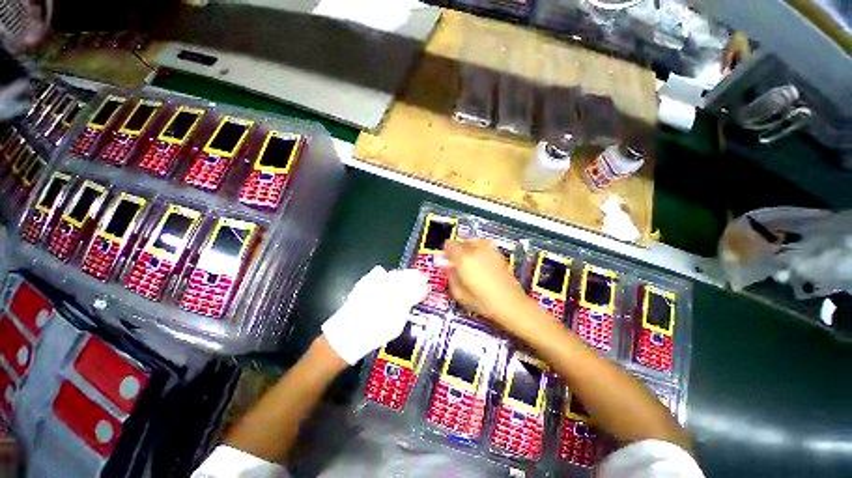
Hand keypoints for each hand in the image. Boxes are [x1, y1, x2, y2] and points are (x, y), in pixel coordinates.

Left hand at [321, 266, 427, 364]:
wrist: (348, 332)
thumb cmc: (375, 334)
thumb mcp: (397, 326)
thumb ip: (406, 310)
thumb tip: (412, 301)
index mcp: (402, 300)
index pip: (418, 290)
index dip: (424, 288)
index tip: (427, 288)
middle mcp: (392, 288)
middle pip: (409, 276)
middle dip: (417, 276)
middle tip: (422, 277)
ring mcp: (379, 282)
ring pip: (396, 273)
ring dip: (404, 274)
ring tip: (408, 277)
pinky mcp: (367, 280)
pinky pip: (380, 272)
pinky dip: (386, 274)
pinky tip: (387, 279)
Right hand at [444, 239, 528, 324]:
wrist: (510, 303)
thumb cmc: (483, 301)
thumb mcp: (459, 294)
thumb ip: (450, 276)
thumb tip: (447, 266)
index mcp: (463, 259)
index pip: (449, 244)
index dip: (446, 252)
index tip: (446, 259)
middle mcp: (475, 250)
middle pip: (460, 242)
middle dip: (456, 250)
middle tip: (457, 263)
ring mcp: (488, 250)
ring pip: (472, 241)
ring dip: (467, 248)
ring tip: (469, 261)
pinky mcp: (497, 253)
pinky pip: (483, 244)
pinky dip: (479, 249)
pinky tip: (480, 261)